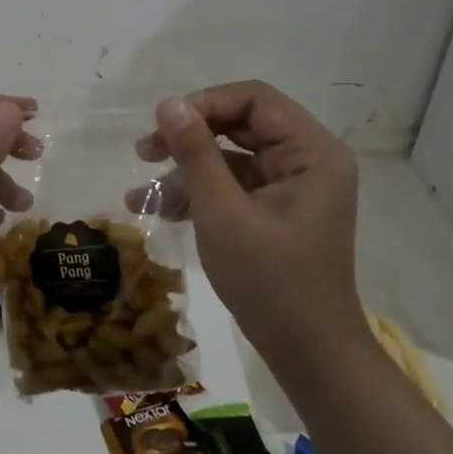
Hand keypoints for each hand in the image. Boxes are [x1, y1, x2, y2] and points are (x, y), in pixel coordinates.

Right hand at [134, 81, 361, 347]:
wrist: (309, 354)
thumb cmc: (270, 281)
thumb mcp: (223, 213)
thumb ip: (195, 153)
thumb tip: (169, 103)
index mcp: (312, 151)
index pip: (254, 99)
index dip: (205, 103)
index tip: (163, 124)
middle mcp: (308, 159)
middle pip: (240, 124)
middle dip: (189, 137)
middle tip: (144, 151)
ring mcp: (292, 185)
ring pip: (230, 155)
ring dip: (186, 169)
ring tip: (141, 193)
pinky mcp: (277, 209)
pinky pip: (233, 184)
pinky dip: (199, 192)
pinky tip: (159, 209)